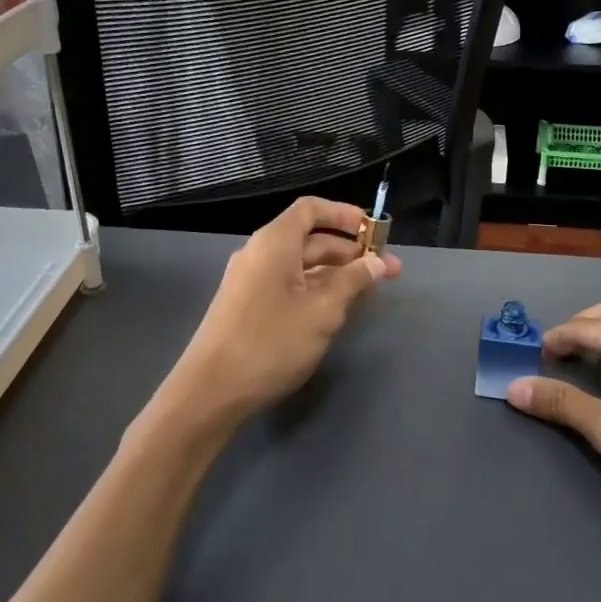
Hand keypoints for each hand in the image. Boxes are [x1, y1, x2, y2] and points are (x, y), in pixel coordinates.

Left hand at [158, 197, 400, 433]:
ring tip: (369, 292)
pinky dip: (316, 290)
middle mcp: (260, 253)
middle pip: (311, 239)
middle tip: (389, 272)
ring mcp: (251, 281)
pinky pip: (289, 285)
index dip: (344, 214)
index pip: (311, 209)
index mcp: (274, 242)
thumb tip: (376, 263)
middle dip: (351, 251)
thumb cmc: (270, 343)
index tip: (374, 231)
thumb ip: (352, 282)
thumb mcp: (322, 311)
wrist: (210, 392)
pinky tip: (337, 310)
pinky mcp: (248, 307)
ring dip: (337, 274)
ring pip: (302, 266)